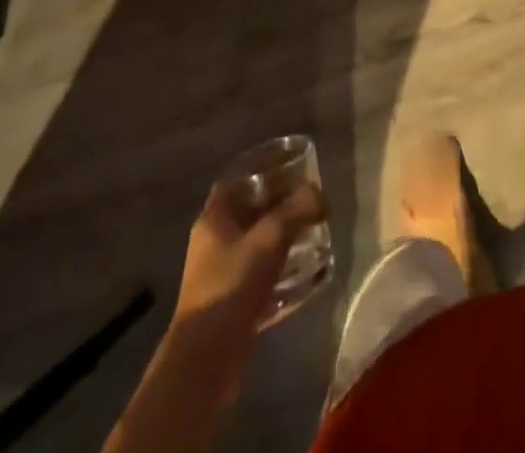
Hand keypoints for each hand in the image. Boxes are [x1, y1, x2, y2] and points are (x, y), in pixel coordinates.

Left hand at [169, 181, 323, 395]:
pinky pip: (260, 274)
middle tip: (311, 197)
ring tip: (314, 230)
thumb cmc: (232, 285)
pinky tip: (307, 270)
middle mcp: (214, 242)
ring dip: (283, 235)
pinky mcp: (232, 303)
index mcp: (214, 219)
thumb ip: (297, 210)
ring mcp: (221, 274)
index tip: (291, 162)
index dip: (263, 167)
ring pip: (257, 242)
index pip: (239, 179)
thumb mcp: (270, 239)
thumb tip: (319, 193)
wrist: (205, 361)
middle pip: (250, 210)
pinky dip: (282, 267)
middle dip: (280, 202)